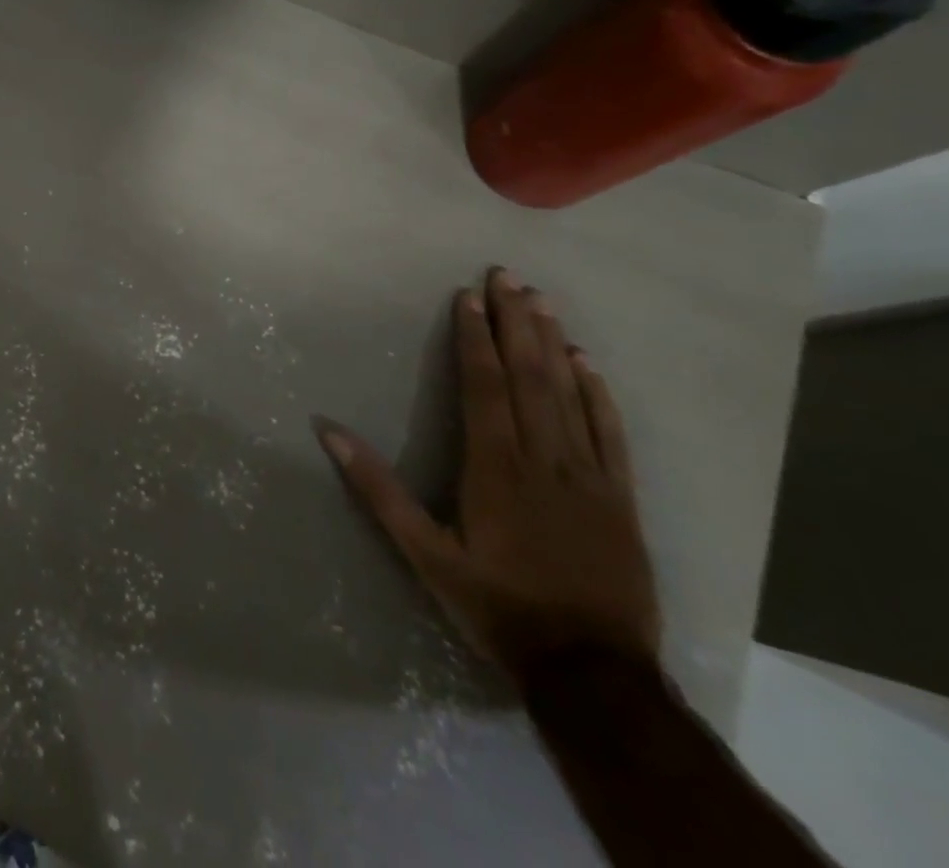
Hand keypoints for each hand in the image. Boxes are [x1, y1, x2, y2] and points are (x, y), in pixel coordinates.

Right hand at [315, 268, 660, 685]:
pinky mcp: (622, 499)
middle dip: (515, 322)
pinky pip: (612, 434)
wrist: (593, 674)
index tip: (467, 295)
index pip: (483, 385)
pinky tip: (589, 363)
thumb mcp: (423, 553)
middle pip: (528, 377)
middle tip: (508, 275)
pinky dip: (599, 394)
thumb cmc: (497, 606)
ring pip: (569, 394)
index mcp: (495, 468)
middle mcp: (544, 459)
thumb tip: (327, 429)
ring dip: (553, 343)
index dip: (474, 337)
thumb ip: (377, 488)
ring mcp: (590, 476)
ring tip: (541, 301)